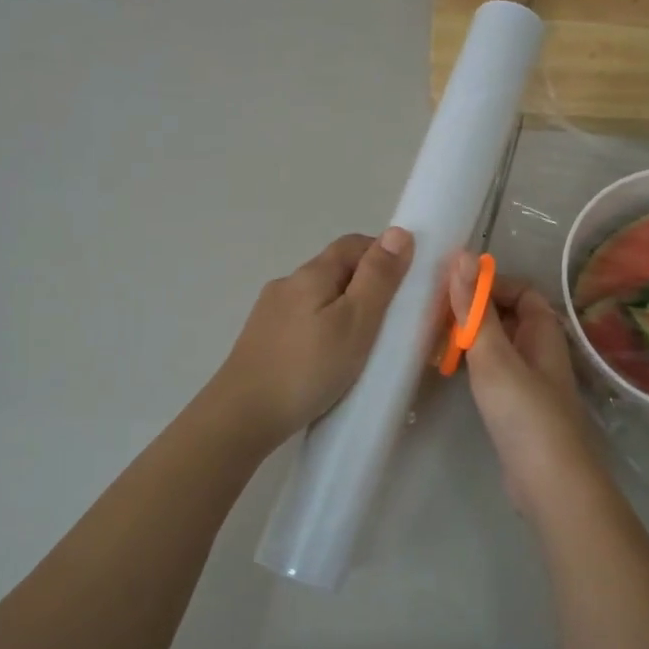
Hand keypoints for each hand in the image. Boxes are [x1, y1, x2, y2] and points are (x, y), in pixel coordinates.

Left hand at [212, 229, 413, 445]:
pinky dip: (323, 328)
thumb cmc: (309, 368)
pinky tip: (328, 358)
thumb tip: (398, 232)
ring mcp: (269, 312)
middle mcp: (286, 284)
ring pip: (317, 297)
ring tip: (362, 344)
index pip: (352, 244)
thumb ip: (378, 278)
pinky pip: (302, 321)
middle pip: (333, 270)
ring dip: (343, 309)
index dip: (382, 254)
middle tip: (390, 320)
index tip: (405, 284)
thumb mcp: (356, 322)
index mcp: (311, 274)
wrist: (244, 415)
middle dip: (364, 284)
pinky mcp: (262, 340)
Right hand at [450, 251, 602, 513]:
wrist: (549, 483)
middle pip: (508, 317)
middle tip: (432, 313)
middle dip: (474, 310)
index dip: (489, 283)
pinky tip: (450, 372)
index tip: (451, 288)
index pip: (520, 291)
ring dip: (471, 338)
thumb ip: (475, 309)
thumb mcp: (494, 356)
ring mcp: (531, 382)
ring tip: (432, 338)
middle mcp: (541, 351)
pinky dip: (473, 366)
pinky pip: (494, 373)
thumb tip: (462, 254)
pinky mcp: (518, 409)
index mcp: (543, 332)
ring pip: (499, 346)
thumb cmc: (524, 413)